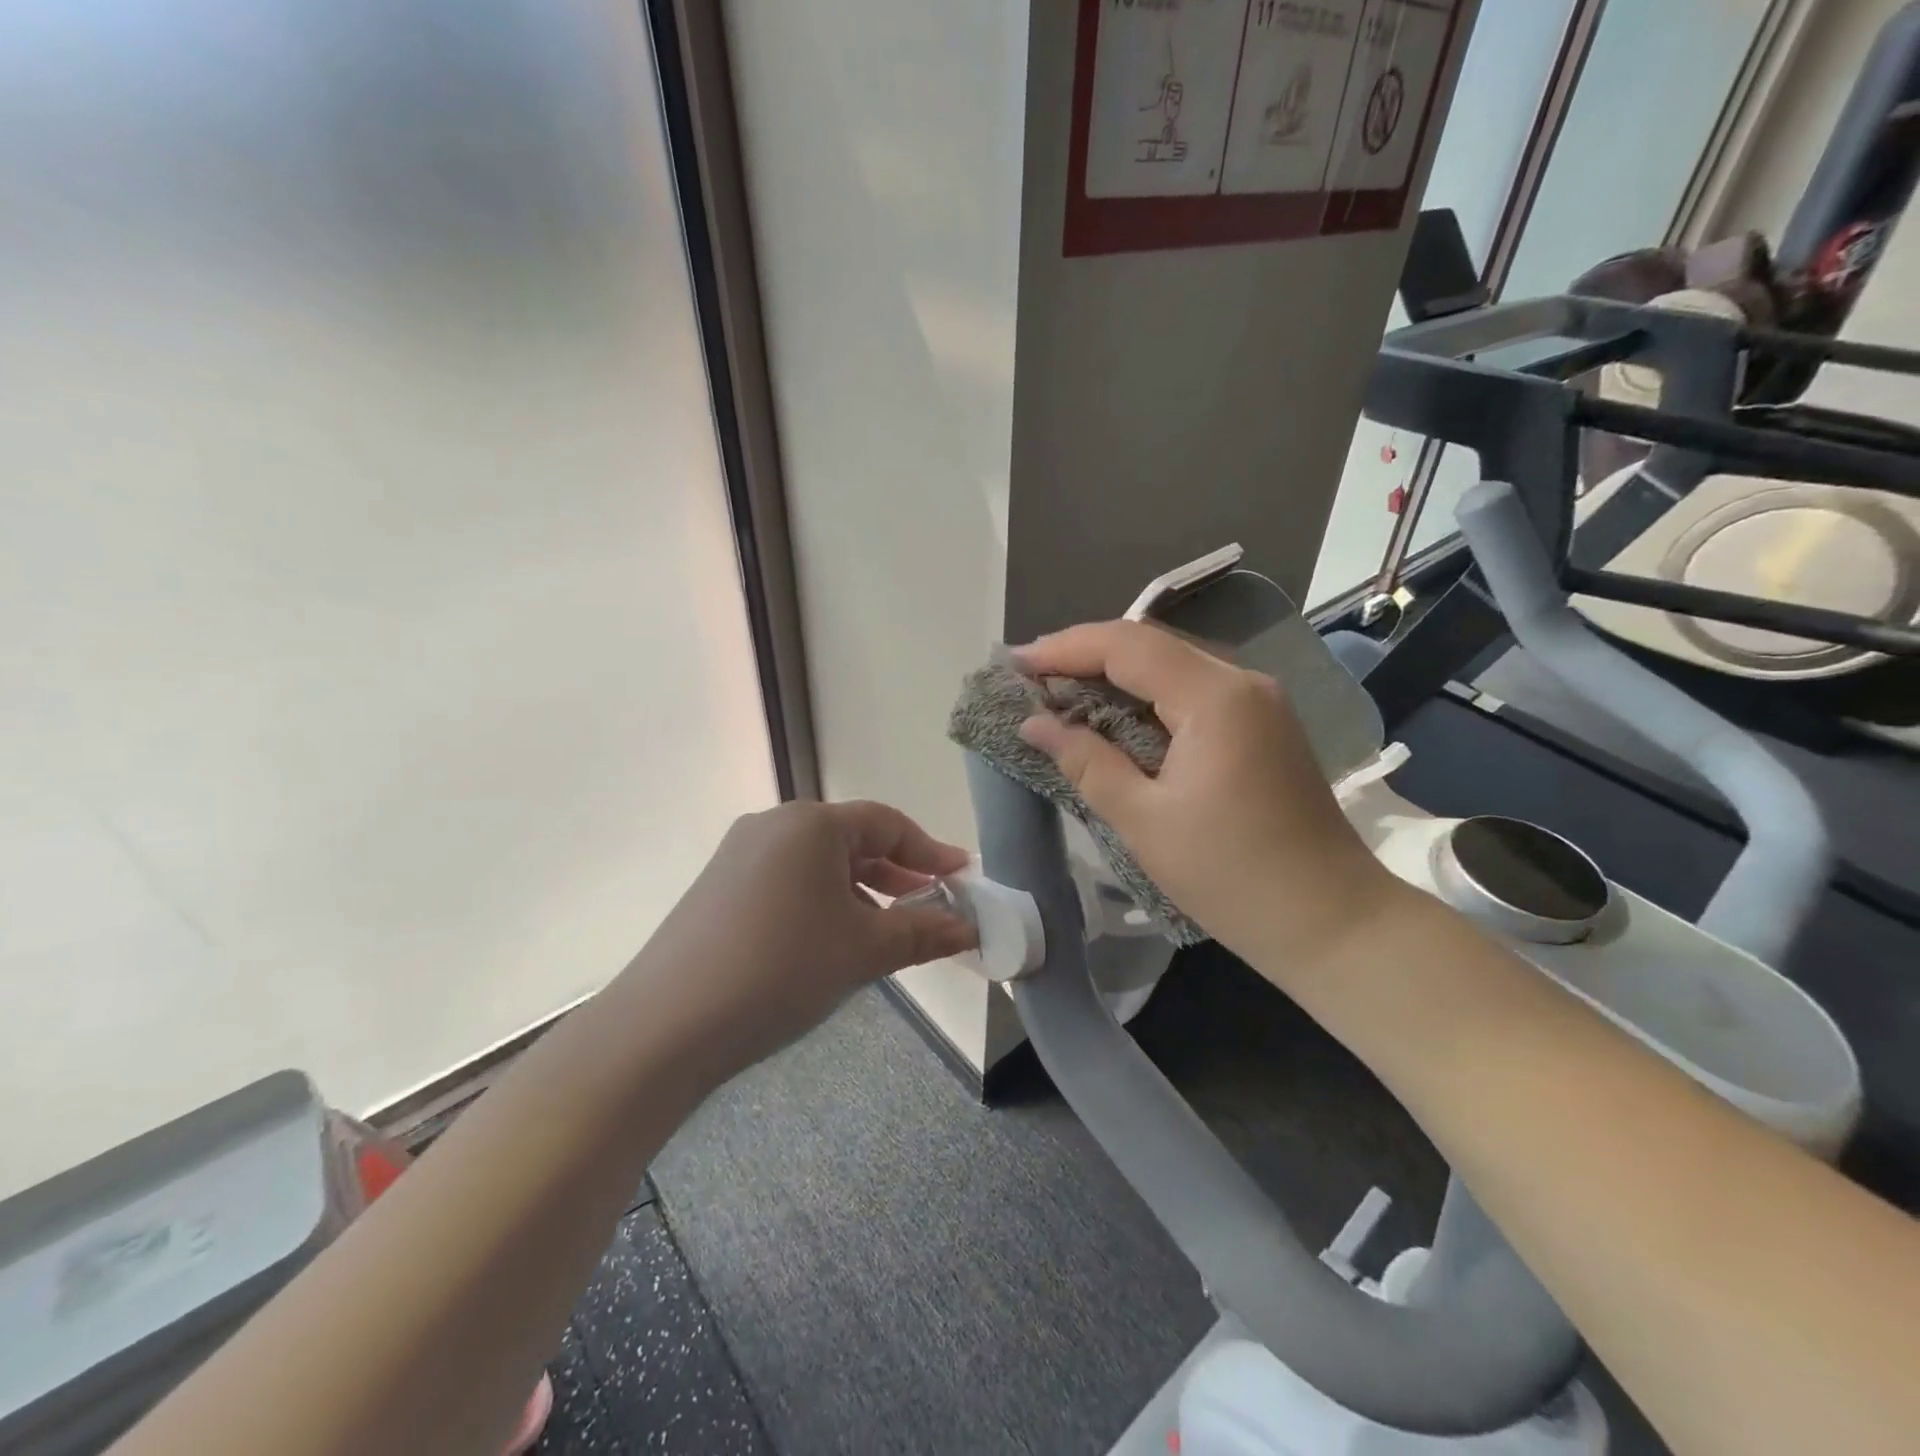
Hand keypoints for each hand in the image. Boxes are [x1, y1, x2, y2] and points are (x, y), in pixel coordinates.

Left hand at [619, 800, 976, 1081]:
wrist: (667, 1024)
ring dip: (859, 892)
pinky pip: (787, 881)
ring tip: (883, 931)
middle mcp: (773, 825)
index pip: (887, 824)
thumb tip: (968, 928)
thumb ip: (923, 932)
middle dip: (895, 873)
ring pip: (817, 864)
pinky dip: (821, 902)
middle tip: (929, 905)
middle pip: (851, 840)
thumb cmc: (782, 968)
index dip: (930, 851)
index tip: (961, 877)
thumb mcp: (864, 950)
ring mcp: (739, 855)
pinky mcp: (718, 887)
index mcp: (811, 824)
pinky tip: (828, 942)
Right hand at [1014, 621, 1403, 984]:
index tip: (1015, 663)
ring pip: (1172, 666)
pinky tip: (1114, 716)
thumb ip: (1086, 762)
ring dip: (1114, 674)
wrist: (1331, 922)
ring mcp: (1258, 702)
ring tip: (1059, 692)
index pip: (1127, 645)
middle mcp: (1242, 682)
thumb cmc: (1231, 876)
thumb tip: (1034, 723)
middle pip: (1150, 645)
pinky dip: (1145, 697)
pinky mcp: (1262, 726)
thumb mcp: (1144, 821)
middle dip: (1086, 655)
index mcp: (1215, 697)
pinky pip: (1192, 692)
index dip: (1065, 648)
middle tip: (1030, 677)